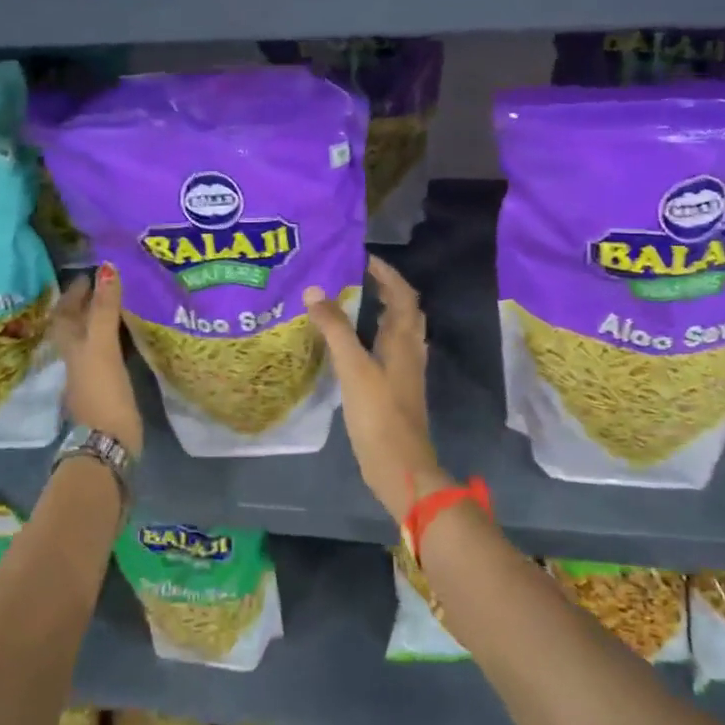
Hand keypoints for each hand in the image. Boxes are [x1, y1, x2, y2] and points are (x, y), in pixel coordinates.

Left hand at [51, 264, 143, 454]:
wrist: (108, 442)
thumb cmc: (102, 391)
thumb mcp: (102, 346)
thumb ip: (104, 309)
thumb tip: (106, 268)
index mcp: (70, 345)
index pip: (65, 311)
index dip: (74, 292)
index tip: (90, 273)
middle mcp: (76, 357)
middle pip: (76, 325)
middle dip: (87, 304)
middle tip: (107, 285)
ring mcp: (91, 374)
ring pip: (91, 339)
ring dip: (101, 321)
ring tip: (120, 304)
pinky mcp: (108, 387)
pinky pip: (108, 354)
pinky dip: (115, 341)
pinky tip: (130, 338)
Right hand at [301, 255, 447, 521]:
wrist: (400, 467)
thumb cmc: (379, 414)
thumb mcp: (353, 368)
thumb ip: (334, 329)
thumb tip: (315, 290)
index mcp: (403, 340)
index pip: (402, 294)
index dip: (387, 273)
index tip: (362, 258)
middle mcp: (409, 351)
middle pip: (404, 310)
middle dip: (385, 289)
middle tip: (355, 276)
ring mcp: (404, 372)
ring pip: (396, 331)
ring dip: (379, 311)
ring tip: (349, 302)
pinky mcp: (394, 389)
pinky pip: (386, 350)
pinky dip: (371, 336)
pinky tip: (349, 344)